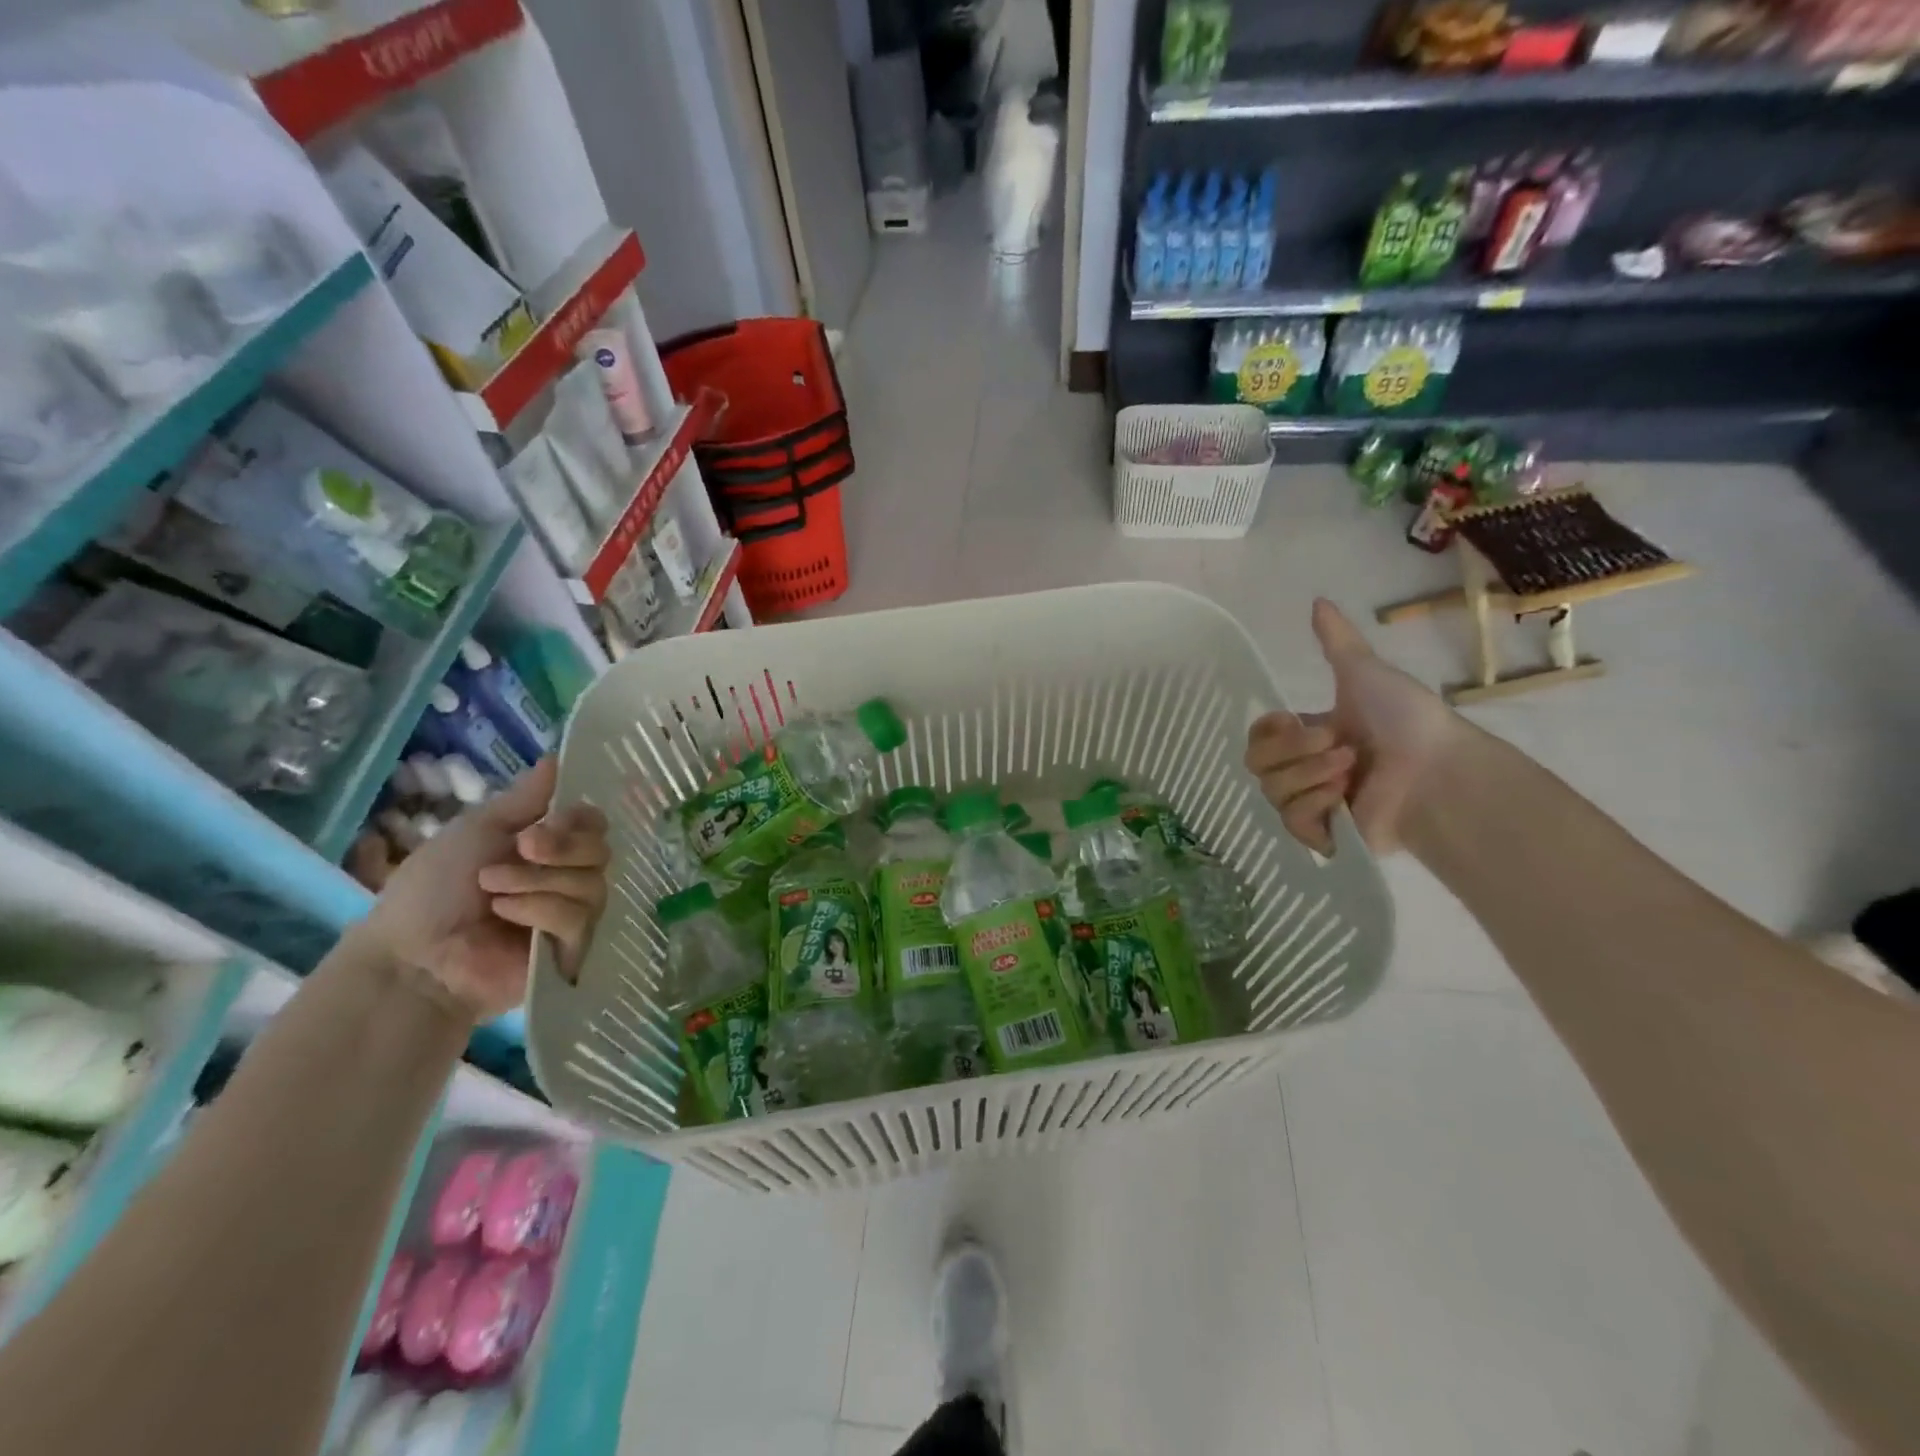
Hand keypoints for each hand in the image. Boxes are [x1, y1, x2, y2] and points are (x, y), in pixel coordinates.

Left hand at [352, 758, 609, 1019]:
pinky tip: (505, 915)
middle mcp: (568, 880)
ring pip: (591, 883)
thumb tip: (557, 757)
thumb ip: (525, 799)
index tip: (544, 822)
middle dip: (560, 847)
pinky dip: (539, 909)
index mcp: (549, 850)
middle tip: (522, 849)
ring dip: (538, 881)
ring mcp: (572, 916)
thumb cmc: (433, 890)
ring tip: (494, 892)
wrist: (411, 954)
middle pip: (601, 851)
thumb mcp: (478, 830)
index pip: (595, 825)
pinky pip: (578, 918)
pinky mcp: (571, 950)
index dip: (578, 820)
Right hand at [1245, 598, 1466, 854]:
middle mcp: (1306, 769)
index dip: (1267, 730)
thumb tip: (1318, 600)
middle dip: (1292, 751)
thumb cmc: (1405, 719)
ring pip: (1272, 791)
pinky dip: (1312, 806)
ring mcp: (1314, 803)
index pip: (1258, 737)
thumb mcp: (1365, 672)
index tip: (1291, 719)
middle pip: (1257, 764)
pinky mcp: (1325, 834)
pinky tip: (1340, 800)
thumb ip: (1336, 641)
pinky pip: (1290, 821)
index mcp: (1310, 736)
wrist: (1438, 771)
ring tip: (1348, 771)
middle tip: (1334, 744)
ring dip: (1308, 775)